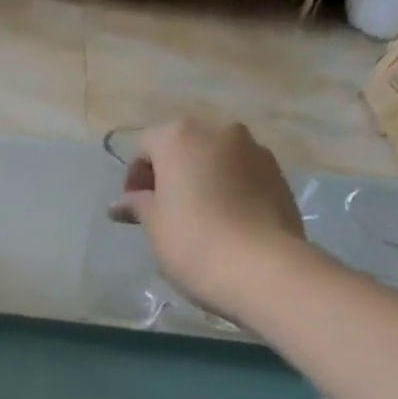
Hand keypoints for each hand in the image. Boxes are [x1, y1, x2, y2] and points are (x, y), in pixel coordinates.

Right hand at [116, 116, 310, 315]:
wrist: (260, 267)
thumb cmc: (192, 242)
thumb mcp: (154, 225)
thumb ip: (137, 206)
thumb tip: (120, 203)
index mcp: (180, 138)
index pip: (147, 144)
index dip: (135, 175)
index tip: (134, 207)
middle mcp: (219, 131)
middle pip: (184, 145)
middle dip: (169, 172)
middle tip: (162, 210)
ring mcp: (254, 149)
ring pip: (216, 158)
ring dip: (200, 178)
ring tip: (196, 217)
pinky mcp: (277, 172)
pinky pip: (241, 173)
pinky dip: (227, 188)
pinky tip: (223, 221)